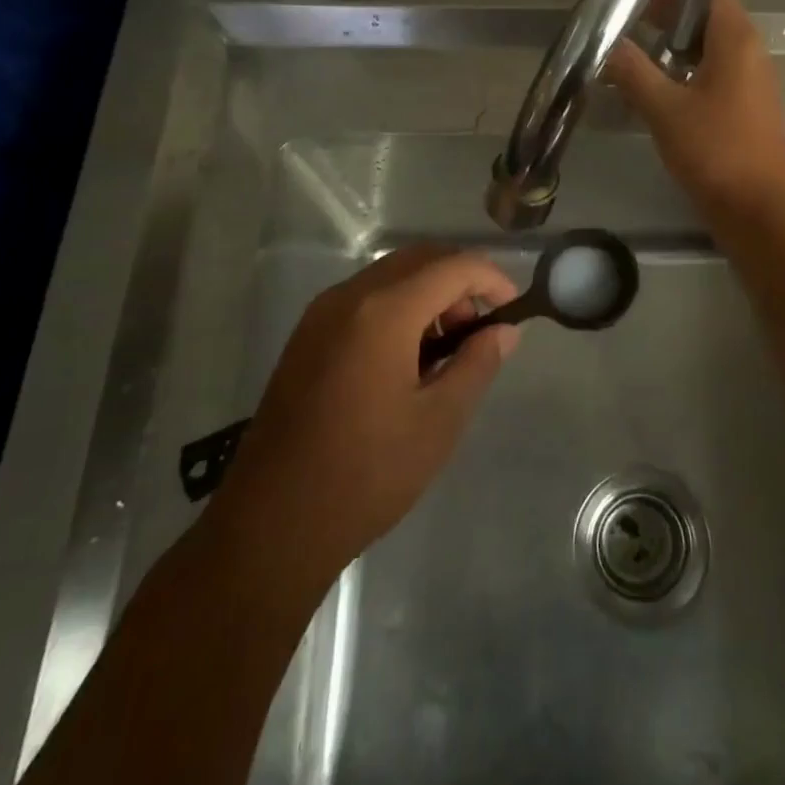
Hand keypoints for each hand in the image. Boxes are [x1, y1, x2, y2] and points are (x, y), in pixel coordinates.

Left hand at [208, 247, 520, 585]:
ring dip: (430, 294)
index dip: (492, 279)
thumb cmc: (366, 474)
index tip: (513, 312)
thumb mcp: (439, 421)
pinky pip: (365, 298)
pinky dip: (399, 307)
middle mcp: (348, 297)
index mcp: (383, 312)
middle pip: (420, 259)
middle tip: (480, 331)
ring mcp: (321, 314)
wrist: (271, 524)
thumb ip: (478, 363)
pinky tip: (407, 359)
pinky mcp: (306, 336)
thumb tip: (503, 330)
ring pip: (391, 275)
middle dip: (460, 282)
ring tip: (446, 351)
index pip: (453, 266)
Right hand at [604, 0, 784, 216]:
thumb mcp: (664, 109)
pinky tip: (658, 90)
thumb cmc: (713, 150)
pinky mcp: (747, 107)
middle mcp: (751, 53)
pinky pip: (717, 73)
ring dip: (676, 46)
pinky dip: (688, 71)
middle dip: (670, 16)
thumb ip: (633, 71)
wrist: (755, 209)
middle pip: (709, 17)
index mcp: (737, 41)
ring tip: (637, 54)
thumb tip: (608, 44)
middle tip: (629, 23)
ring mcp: (752, 81)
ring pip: (712, 48)